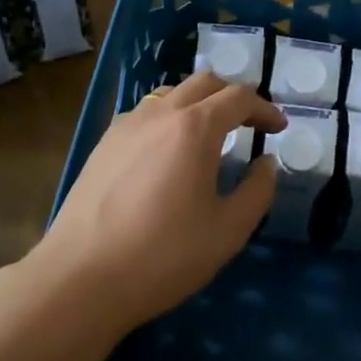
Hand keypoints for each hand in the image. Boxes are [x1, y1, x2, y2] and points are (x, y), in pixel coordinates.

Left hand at [33, 71, 286, 335]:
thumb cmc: (163, 255)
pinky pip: (146, 113)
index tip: (279, 128)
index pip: (239, 98)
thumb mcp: (228, 231)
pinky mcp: (104, 143)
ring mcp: (127, 125)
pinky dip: (169, 118)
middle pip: (205, 82)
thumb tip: (266, 163)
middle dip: (233, 97)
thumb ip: (257, 191)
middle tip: (249, 124)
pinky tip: (168, 152)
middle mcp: (161, 113)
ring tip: (210, 134)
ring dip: (199, 103)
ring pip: (171, 93)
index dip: (265, 109)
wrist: (81, 278)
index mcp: (195, 127)